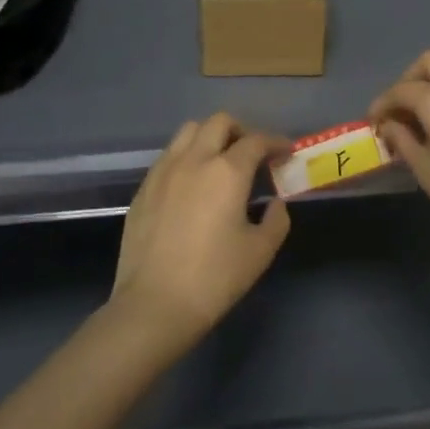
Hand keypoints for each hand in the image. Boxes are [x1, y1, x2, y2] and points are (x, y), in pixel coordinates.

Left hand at [111, 112, 291, 344]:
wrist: (154, 305)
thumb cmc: (214, 278)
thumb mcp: (260, 252)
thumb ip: (276, 220)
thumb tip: (274, 203)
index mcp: (227, 171)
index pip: (256, 141)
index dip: (275, 142)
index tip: (285, 152)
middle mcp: (194, 160)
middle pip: (219, 123)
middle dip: (241, 131)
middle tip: (252, 154)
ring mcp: (163, 171)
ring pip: (188, 132)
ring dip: (210, 137)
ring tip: (220, 161)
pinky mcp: (143, 189)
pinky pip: (168, 156)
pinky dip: (186, 156)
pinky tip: (192, 184)